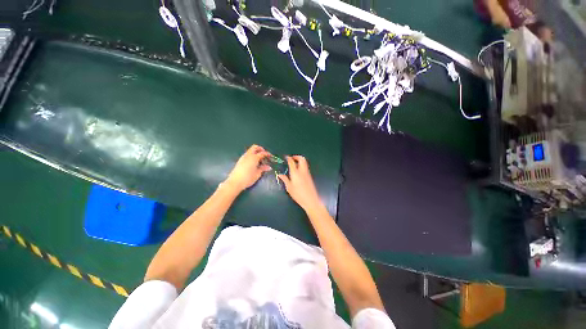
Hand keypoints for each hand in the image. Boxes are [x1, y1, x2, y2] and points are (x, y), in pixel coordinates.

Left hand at [224, 145, 271, 191]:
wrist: (235, 182)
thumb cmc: (248, 178)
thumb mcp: (257, 174)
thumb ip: (263, 168)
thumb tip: (268, 167)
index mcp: (254, 157)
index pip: (262, 153)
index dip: (267, 154)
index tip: (271, 156)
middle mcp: (248, 155)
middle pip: (255, 147)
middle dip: (261, 149)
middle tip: (264, 155)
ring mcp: (243, 157)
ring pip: (250, 150)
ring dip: (256, 152)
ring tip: (260, 160)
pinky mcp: (240, 160)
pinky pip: (247, 154)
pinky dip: (252, 156)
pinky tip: (254, 163)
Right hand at [278, 156, 323, 210]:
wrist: (311, 200)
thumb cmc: (298, 194)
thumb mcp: (289, 188)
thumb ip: (285, 179)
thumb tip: (280, 174)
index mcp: (295, 173)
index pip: (292, 162)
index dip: (288, 158)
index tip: (285, 157)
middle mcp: (302, 171)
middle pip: (302, 159)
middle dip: (297, 157)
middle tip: (292, 158)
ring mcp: (307, 173)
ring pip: (305, 162)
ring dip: (300, 160)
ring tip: (294, 164)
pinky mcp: (310, 176)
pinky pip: (305, 167)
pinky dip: (302, 165)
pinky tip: (298, 171)